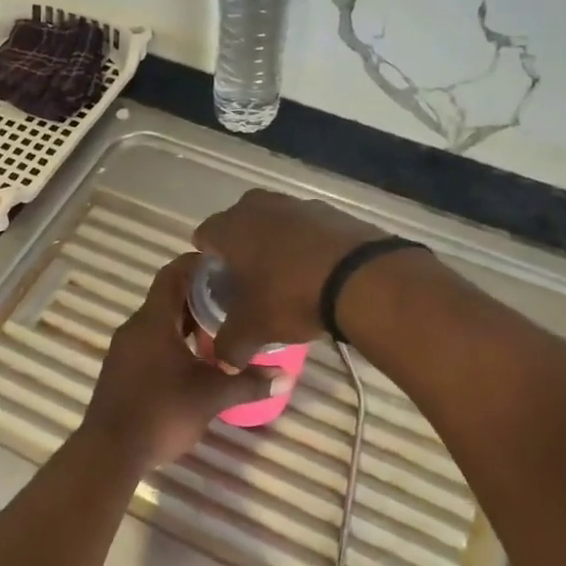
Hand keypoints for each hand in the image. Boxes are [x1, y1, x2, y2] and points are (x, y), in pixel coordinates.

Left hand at [80, 255, 275, 469]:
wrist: (110, 452)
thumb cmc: (161, 413)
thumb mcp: (211, 396)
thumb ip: (248, 382)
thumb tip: (286, 378)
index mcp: (153, 321)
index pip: (173, 274)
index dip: (199, 264)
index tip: (228, 267)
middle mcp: (135, 327)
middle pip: (167, 297)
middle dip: (200, 296)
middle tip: (235, 301)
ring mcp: (125, 349)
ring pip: (159, 322)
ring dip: (187, 322)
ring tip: (222, 330)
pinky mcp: (122, 370)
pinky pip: (151, 342)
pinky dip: (174, 342)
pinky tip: (197, 361)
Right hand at [191, 190, 384, 366]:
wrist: (361, 278)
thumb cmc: (291, 297)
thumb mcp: (253, 330)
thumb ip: (229, 346)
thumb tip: (224, 362)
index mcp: (230, 228)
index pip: (204, 237)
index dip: (208, 262)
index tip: (220, 286)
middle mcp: (259, 206)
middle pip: (239, 225)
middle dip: (242, 250)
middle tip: (251, 282)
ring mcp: (298, 204)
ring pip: (275, 224)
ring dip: (275, 245)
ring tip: (287, 279)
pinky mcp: (332, 211)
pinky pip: (308, 228)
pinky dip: (307, 245)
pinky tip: (318, 272)